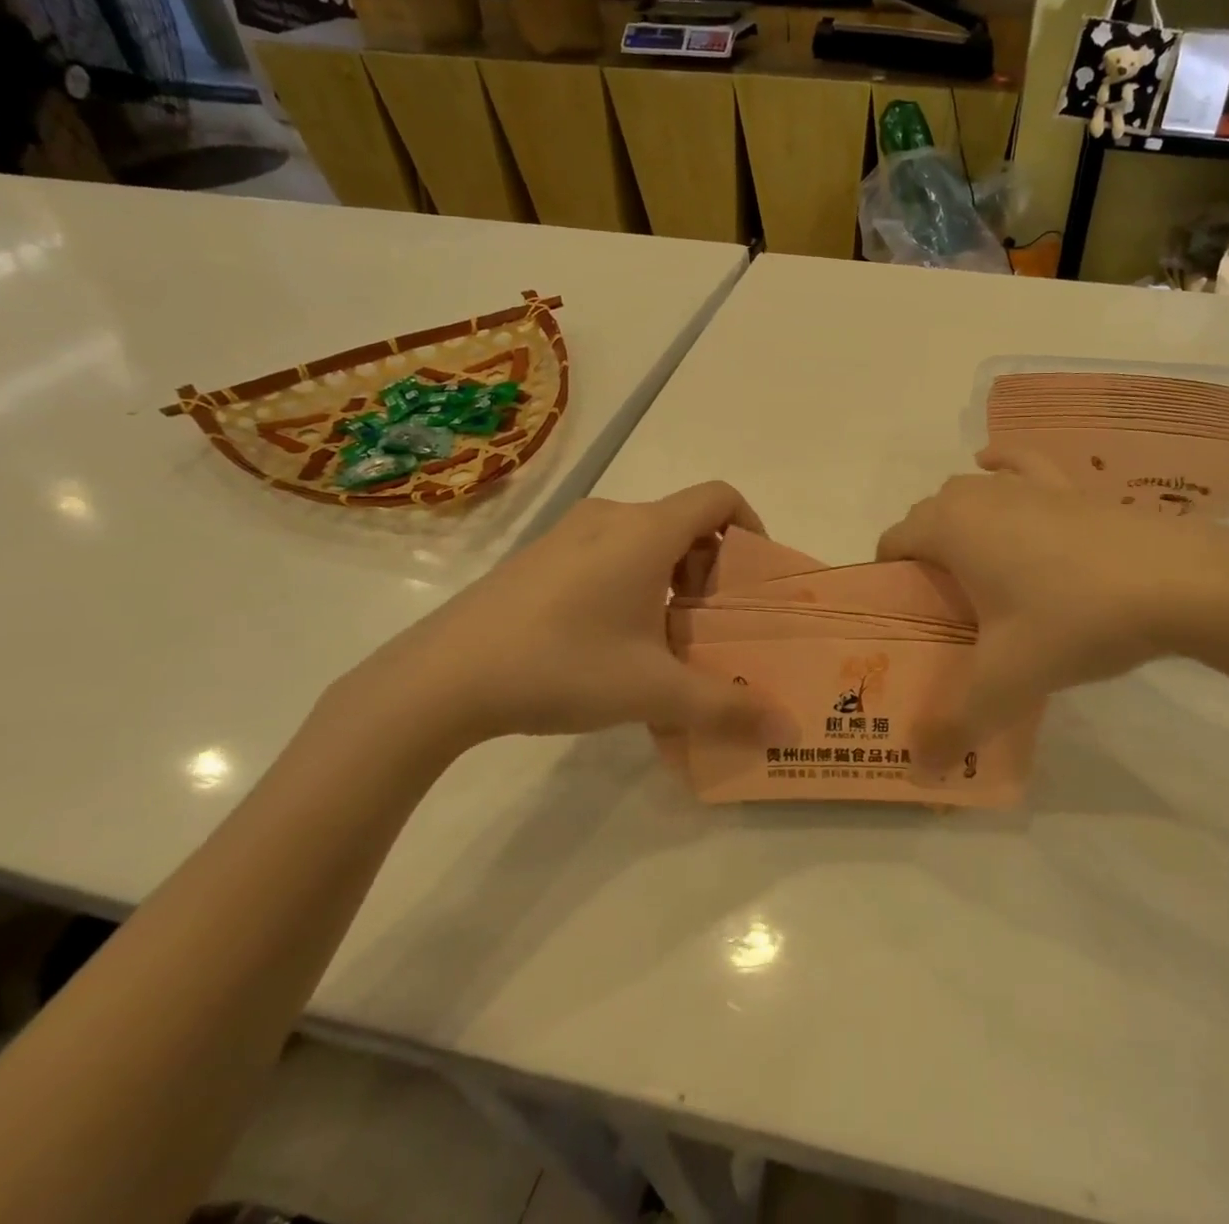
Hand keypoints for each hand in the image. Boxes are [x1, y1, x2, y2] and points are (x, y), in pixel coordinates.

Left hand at [328, 483, 787, 754]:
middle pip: (684, 520)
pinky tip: (611, 640)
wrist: (440, 678)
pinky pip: (606, 551)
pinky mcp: (538, 556)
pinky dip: (631, 580)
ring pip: (644, 538)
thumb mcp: (653, 691)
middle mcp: (610, 517)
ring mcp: (567, 533)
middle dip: (711, 566)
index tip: (752, 580)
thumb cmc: (562, 665)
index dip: (751, 527)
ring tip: (665, 636)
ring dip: (670, 576)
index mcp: (646, 531)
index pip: (719, 497)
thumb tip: (788, 731)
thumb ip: (727, 708)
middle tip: (711, 622)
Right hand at [876, 452, 1228, 755]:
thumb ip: (957, 725)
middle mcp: (978, 494)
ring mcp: (1026, 484)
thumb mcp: (1009, 682)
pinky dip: (1000, 467)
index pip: (893, 542)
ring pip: (969, 493)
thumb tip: (921, 772)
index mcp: (950, 528)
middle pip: (927, 518)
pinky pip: (1019, 465)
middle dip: (923, 558)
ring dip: (957, 522)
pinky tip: (996, 472)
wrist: (1181, 582)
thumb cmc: (1075, 620)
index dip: (888, 579)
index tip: (905, 621)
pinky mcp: (1068, 485)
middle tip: (945, 613)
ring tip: (975, 571)